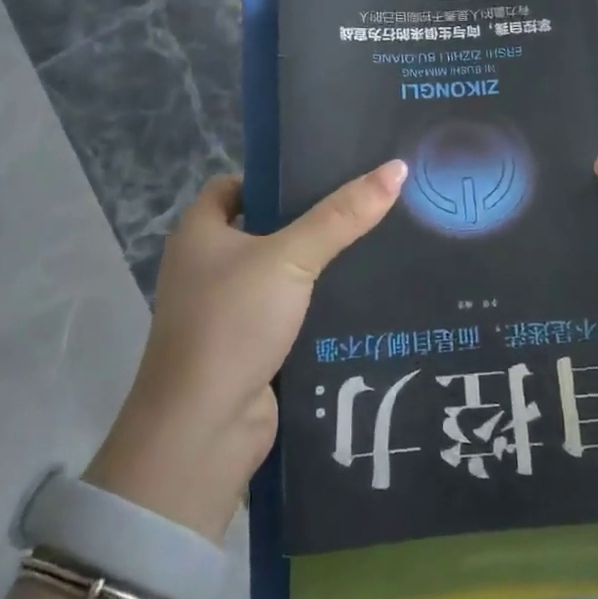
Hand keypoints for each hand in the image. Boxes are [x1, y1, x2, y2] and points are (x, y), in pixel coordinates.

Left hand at [86, 161, 407, 540]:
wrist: (203, 430)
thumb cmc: (233, 323)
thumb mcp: (291, 258)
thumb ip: (342, 216)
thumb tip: (398, 168)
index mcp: (199, 233)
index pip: (234, 185)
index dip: (273, 176)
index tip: (324, 172)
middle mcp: (205, 266)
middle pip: (262, 228)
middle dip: (306, 220)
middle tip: (362, 206)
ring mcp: (226, 310)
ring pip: (279, 274)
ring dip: (316, 266)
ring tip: (374, 244)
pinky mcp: (249, 346)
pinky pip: (288, 312)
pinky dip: (316, 305)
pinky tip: (360, 296)